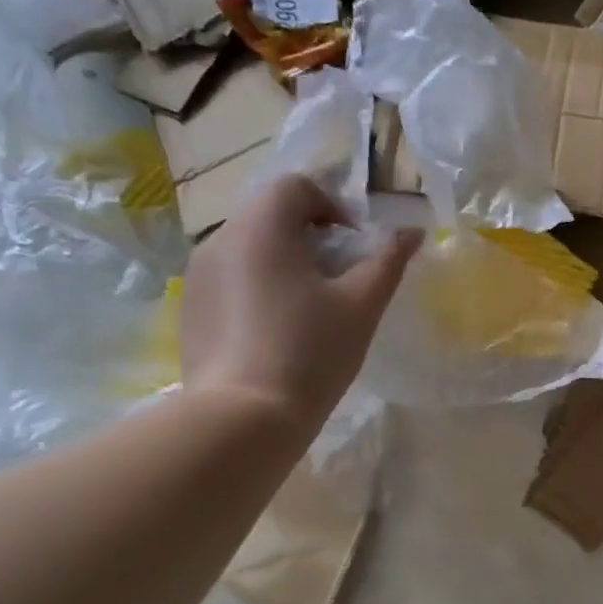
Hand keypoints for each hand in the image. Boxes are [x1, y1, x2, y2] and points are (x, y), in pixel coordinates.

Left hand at [180, 176, 420, 433]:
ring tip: (310, 309)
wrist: (244, 418)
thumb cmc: (311, 352)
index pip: (295, 185)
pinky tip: (278, 333)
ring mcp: (198, 276)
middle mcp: (220, 240)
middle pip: (270, 215)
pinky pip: (231, 280)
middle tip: (339, 281)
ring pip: (249, 249)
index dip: (333, 206)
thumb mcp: (362, 305)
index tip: (354, 247)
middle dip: (310, 236)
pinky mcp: (191, 310)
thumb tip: (411, 231)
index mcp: (261, 228)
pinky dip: (259, 289)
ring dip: (284, 263)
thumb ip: (388, 260)